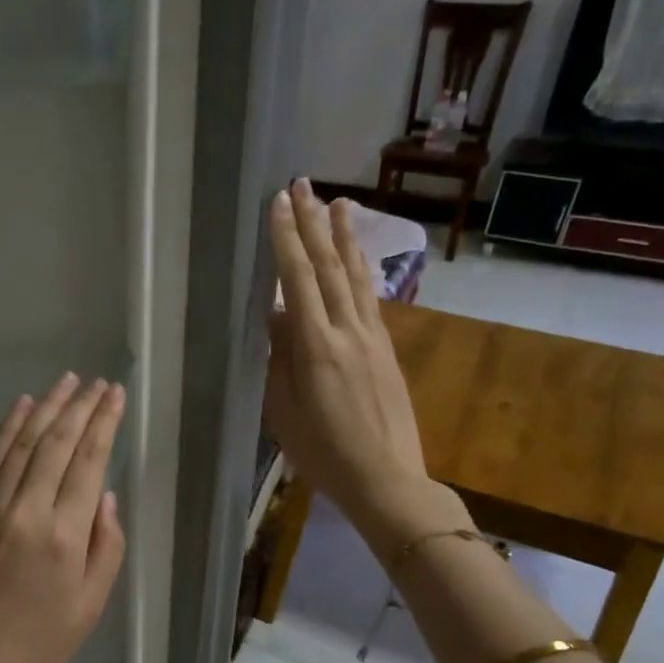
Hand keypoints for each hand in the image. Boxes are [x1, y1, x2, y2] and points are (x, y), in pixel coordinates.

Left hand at [0, 373, 127, 662]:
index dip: (103, 424)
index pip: (88, 463)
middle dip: (79, 407)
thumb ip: (105, 547)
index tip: (115, 395)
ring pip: (21, 445)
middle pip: (56, 444)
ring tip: (65, 382)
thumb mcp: (89, 607)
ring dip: (45, 408)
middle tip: (96, 382)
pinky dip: (7, 430)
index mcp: (63, 537)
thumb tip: (105, 496)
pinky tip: (21, 408)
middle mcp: (25, 511)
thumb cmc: (36, 647)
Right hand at [263, 179, 462, 544]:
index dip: (287, 238)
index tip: (278, 203)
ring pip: (355, 277)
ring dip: (343, 237)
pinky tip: (356, 257)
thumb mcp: (283, 410)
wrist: (385, 478)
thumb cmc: (322, 452)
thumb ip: (280, 358)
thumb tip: (277, 315)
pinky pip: (369, 298)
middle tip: (302, 184)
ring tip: (337, 202)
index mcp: (316, 346)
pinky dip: (359, 270)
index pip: (297, 280)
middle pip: (328, 267)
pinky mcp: (386, 349)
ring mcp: (372, 338)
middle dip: (313, 223)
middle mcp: (348, 331)